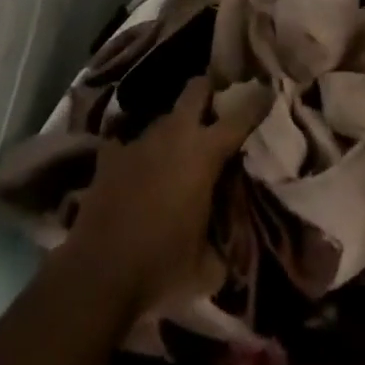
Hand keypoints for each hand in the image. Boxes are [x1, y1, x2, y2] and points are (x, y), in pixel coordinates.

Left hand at [60, 75, 268, 317]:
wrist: (98, 275)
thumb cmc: (160, 268)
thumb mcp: (206, 270)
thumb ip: (223, 250)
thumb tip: (230, 252)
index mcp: (204, 153)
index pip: (239, 117)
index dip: (256, 102)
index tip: (267, 90)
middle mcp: (174, 135)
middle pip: (196, 89)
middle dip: (209, 91)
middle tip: (216, 108)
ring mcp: (138, 141)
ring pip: (163, 118)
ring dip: (173, 130)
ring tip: (175, 152)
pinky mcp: (109, 156)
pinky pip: (126, 143)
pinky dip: (134, 154)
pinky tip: (135, 170)